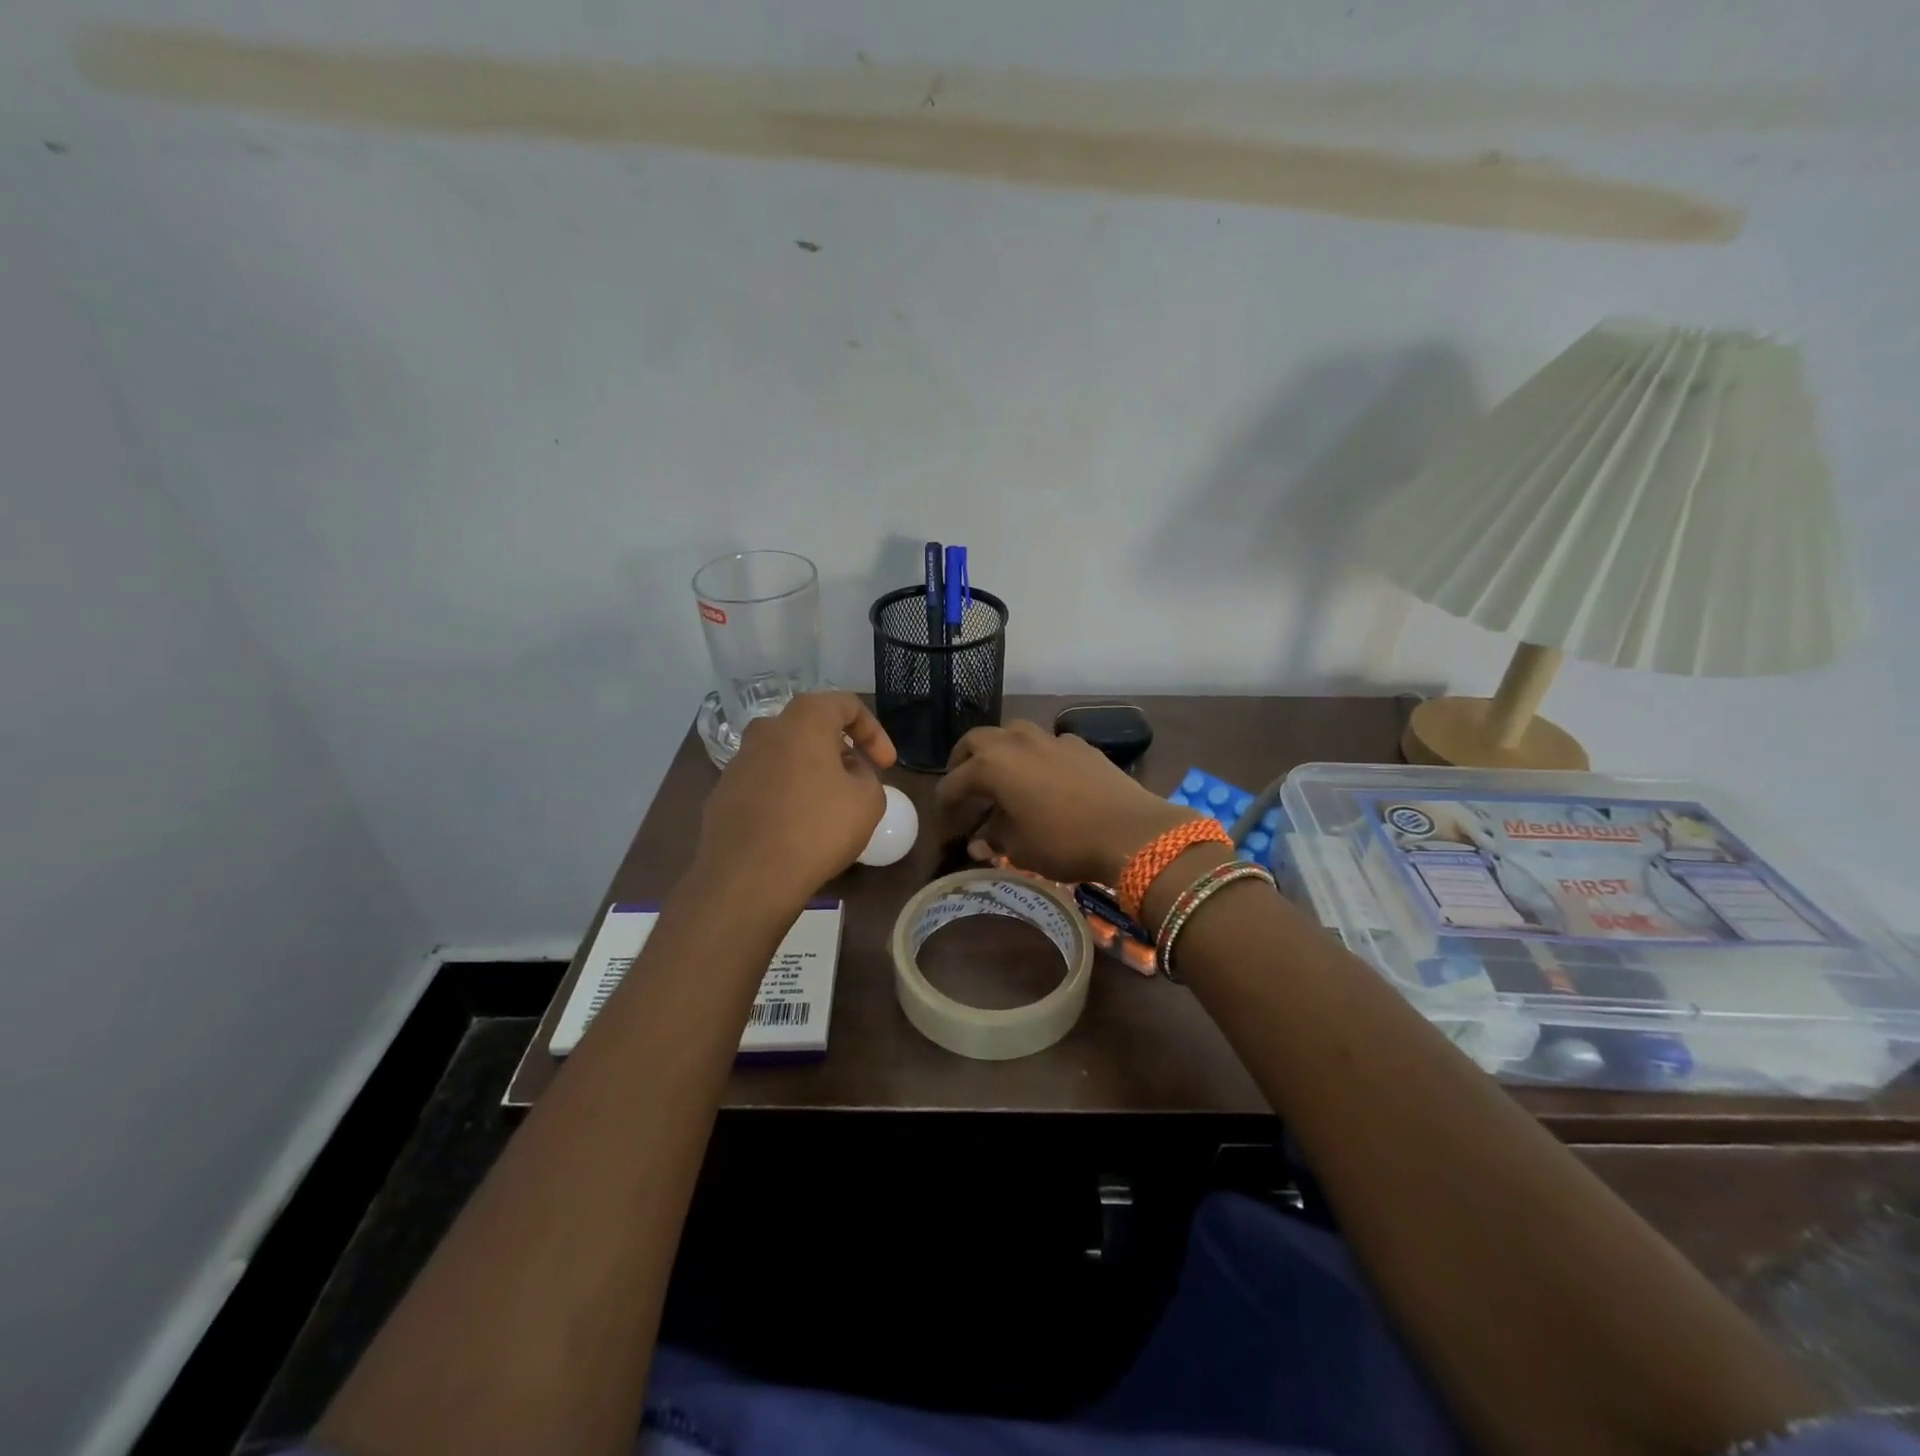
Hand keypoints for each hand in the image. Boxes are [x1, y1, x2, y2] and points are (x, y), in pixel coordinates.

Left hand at [694, 692, 896, 908]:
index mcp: (803, 722)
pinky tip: (795, 826)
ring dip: (810, 772)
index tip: (886, 764)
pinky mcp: (722, 795)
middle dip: (840, 749)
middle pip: (810, 727)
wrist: (748, 878)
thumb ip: (866, 775)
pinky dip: (784, 795)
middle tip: (858, 779)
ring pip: (784, 755)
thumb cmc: (817, 829)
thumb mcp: (869, 801)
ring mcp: (738, 763)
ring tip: (828, 806)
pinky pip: (764, 784)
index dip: (874, 731)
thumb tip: (848, 773)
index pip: (845, 704)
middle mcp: (765, 731)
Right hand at [935, 721, 1194, 884]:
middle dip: (963, 762)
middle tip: (964, 785)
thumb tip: (978, 841)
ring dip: (998, 750)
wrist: (1131, 830)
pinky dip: (1034, 756)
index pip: (954, 782)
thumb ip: (993, 839)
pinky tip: (1044, 778)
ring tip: (1001, 775)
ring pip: (1011, 733)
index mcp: (991, 765)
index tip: (946, 822)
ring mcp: (1050, 738)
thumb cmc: (1064, 842)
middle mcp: (1015, 742)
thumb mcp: (1019, 849)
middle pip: (975, 741)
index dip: (945, 804)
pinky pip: (1045, 743)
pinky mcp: (1079, 744)